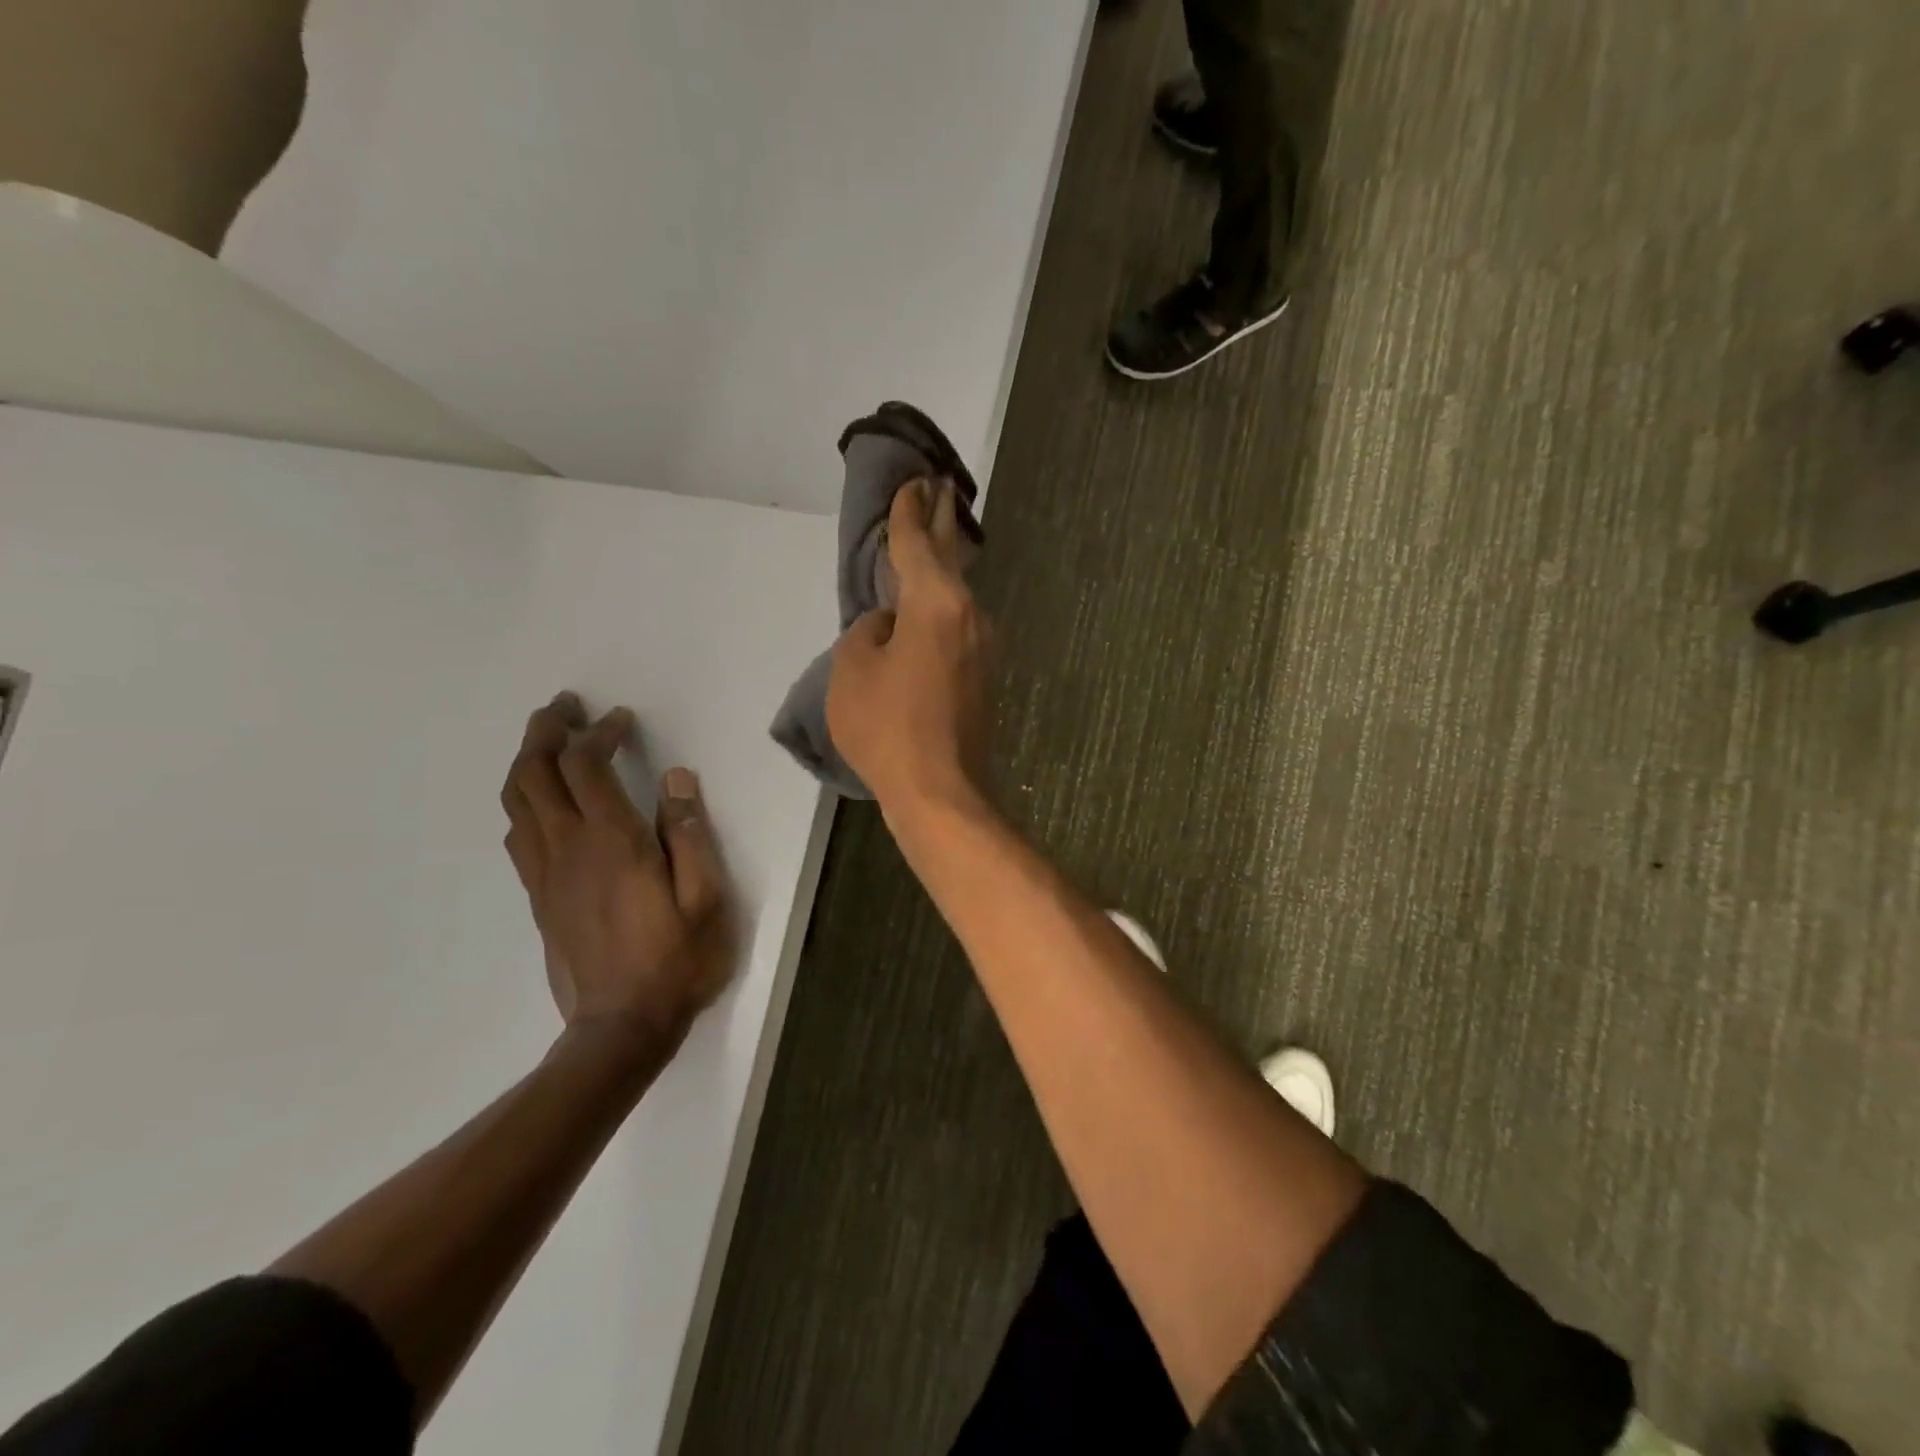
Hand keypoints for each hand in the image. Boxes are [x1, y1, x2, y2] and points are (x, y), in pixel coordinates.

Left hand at [501, 694, 732, 1054]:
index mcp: (612, 842)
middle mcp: (568, 848)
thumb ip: (690, 834)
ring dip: (526, 761)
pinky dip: (524, 801)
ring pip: (516, 801)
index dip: (599, 732)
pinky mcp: (538, 898)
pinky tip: (542, 801)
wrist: (621, 1027)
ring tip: (547, 740)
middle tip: (564, 707)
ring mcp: (546, 874)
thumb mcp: (706, 898)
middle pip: (534, 773)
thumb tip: (677, 779)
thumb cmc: (676, 960)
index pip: (587, 766)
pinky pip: (518, 835)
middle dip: (545, 731)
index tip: (620, 719)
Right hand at [827, 479, 991, 817]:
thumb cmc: (888, 727)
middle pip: (951, 556)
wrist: (941, 792)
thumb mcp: (852, 670)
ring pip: (957, 594)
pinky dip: (942, 606)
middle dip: (941, 520)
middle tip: (937, 486)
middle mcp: (969, 615)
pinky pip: (957, 626)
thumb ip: (867, 633)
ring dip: (944, 566)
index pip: (917, 543)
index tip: (912, 483)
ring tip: (932, 541)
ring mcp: (983, 648)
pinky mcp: (984, 677)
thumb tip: (888, 627)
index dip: (908, 512)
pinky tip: (930, 608)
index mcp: (936, 603)